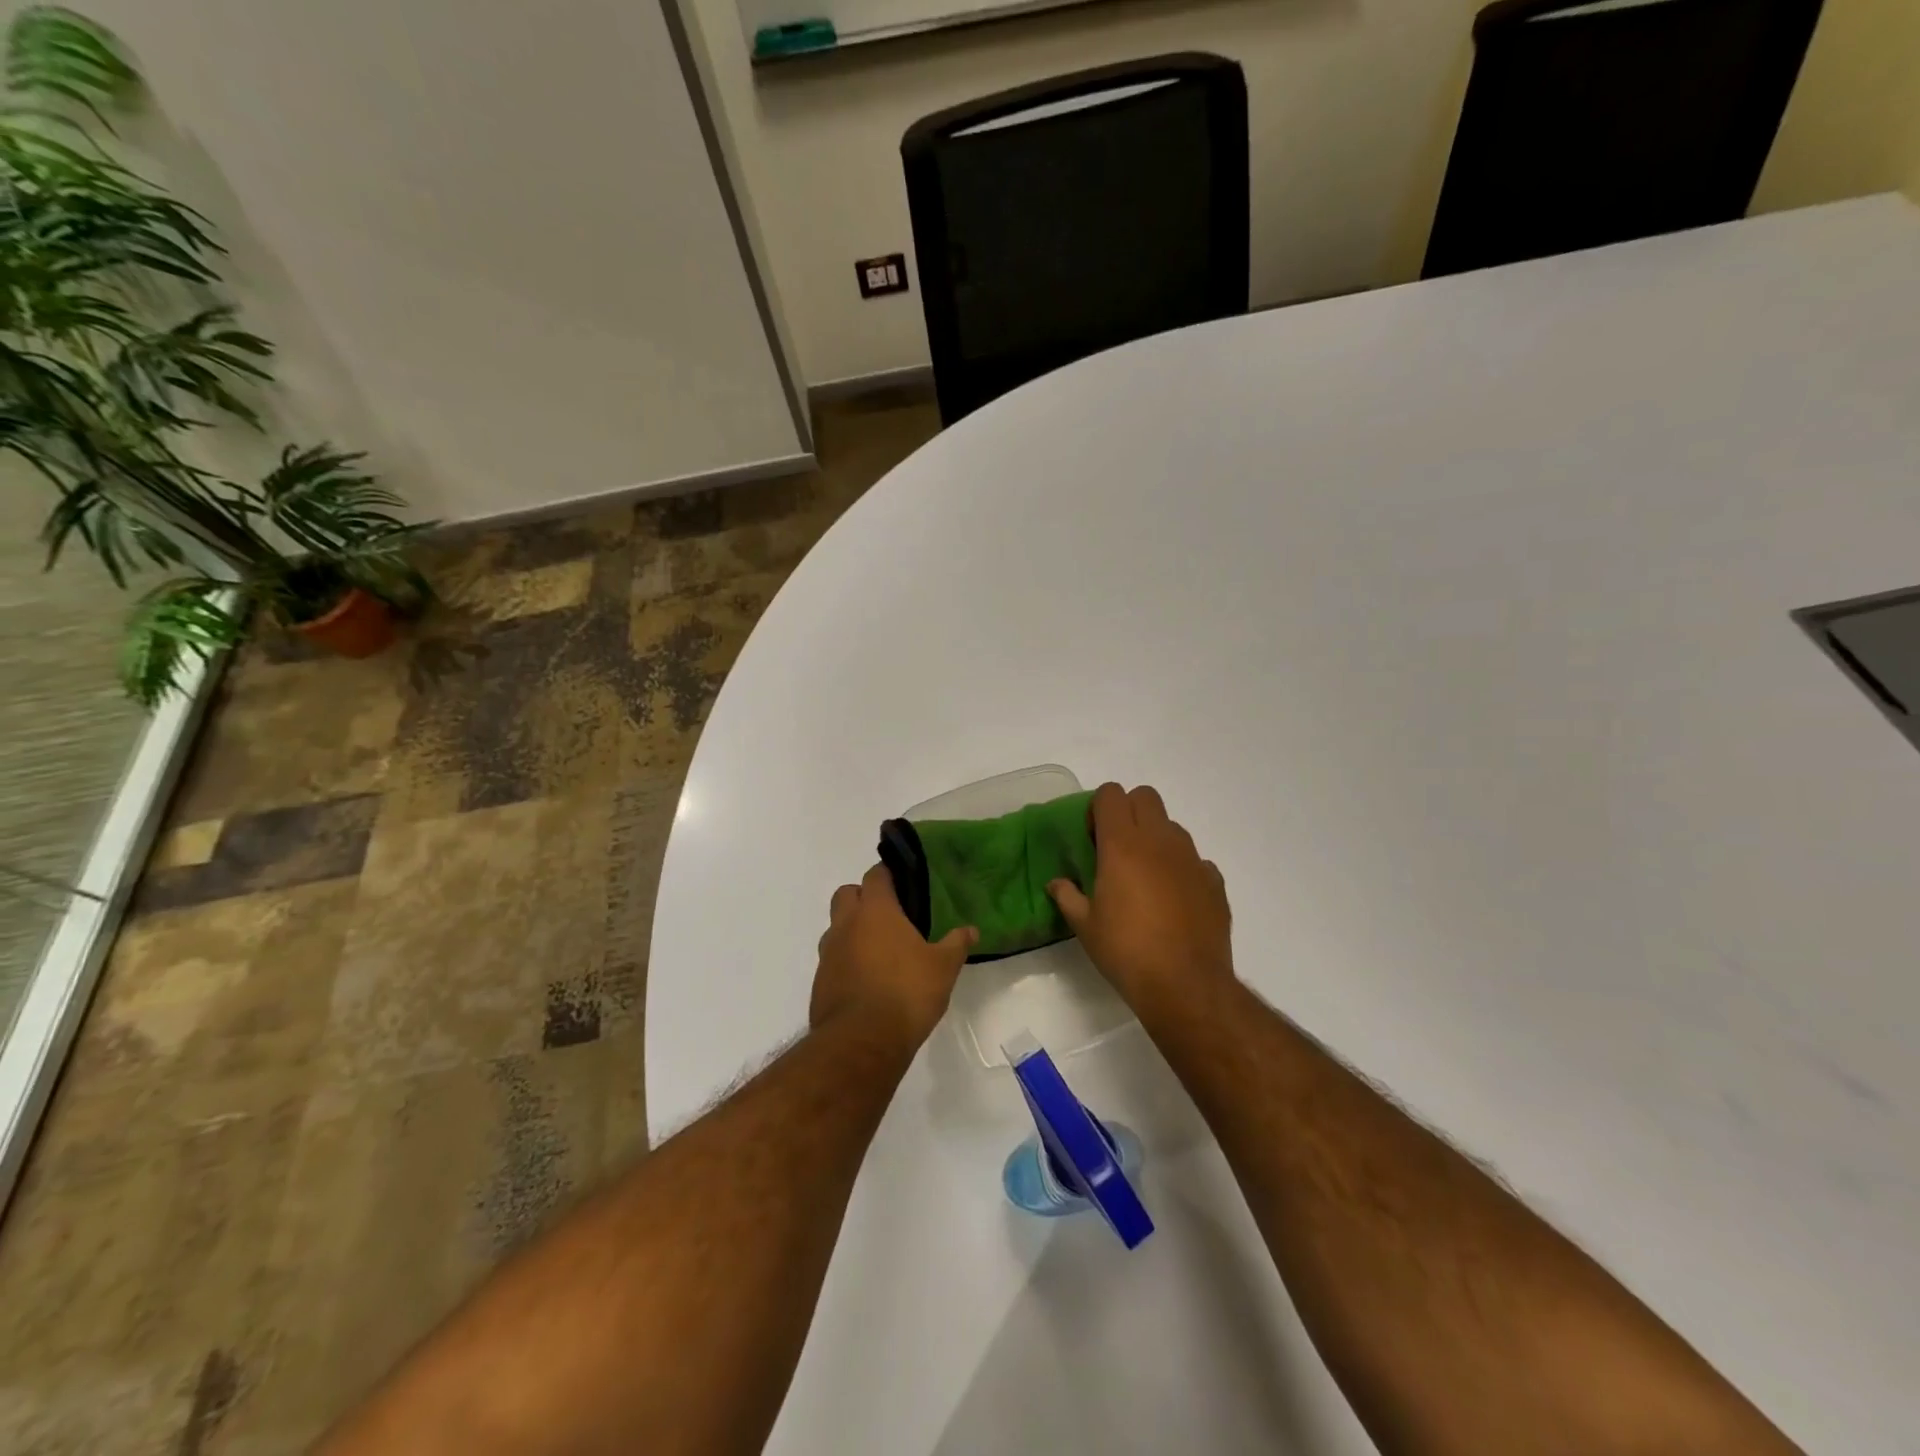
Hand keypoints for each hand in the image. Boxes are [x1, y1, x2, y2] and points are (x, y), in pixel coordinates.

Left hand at [812, 864, 976, 1049]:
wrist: (861, 1042)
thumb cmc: (906, 993)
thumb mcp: (943, 968)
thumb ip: (956, 944)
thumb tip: (971, 929)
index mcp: (875, 911)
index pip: (876, 875)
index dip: (888, 874)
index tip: (904, 881)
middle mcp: (846, 924)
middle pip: (847, 894)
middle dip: (864, 897)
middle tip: (890, 914)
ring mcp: (828, 953)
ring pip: (836, 927)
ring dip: (852, 930)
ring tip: (879, 949)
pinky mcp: (820, 981)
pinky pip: (832, 959)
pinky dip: (846, 960)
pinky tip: (867, 979)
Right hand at [1048, 783, 1232, 1011]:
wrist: (1185, 984)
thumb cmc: (1126, 951)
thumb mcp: (1085, 926)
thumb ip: (1067, 897)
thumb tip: (1056, 883)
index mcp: (1122, 845)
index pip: (1111, 794)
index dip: (1098, 809)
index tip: (1093, 839)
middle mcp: (1159, 841)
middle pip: (1145, 796)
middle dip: (1128, 812)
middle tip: (1117, 848)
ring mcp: (1192, 859)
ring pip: (1172, 826)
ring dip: (1155, 839)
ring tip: (1145, 877)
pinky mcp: (1214, 881)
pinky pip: (1195, 860)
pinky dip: (1181, 869)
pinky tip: (1174, 900)